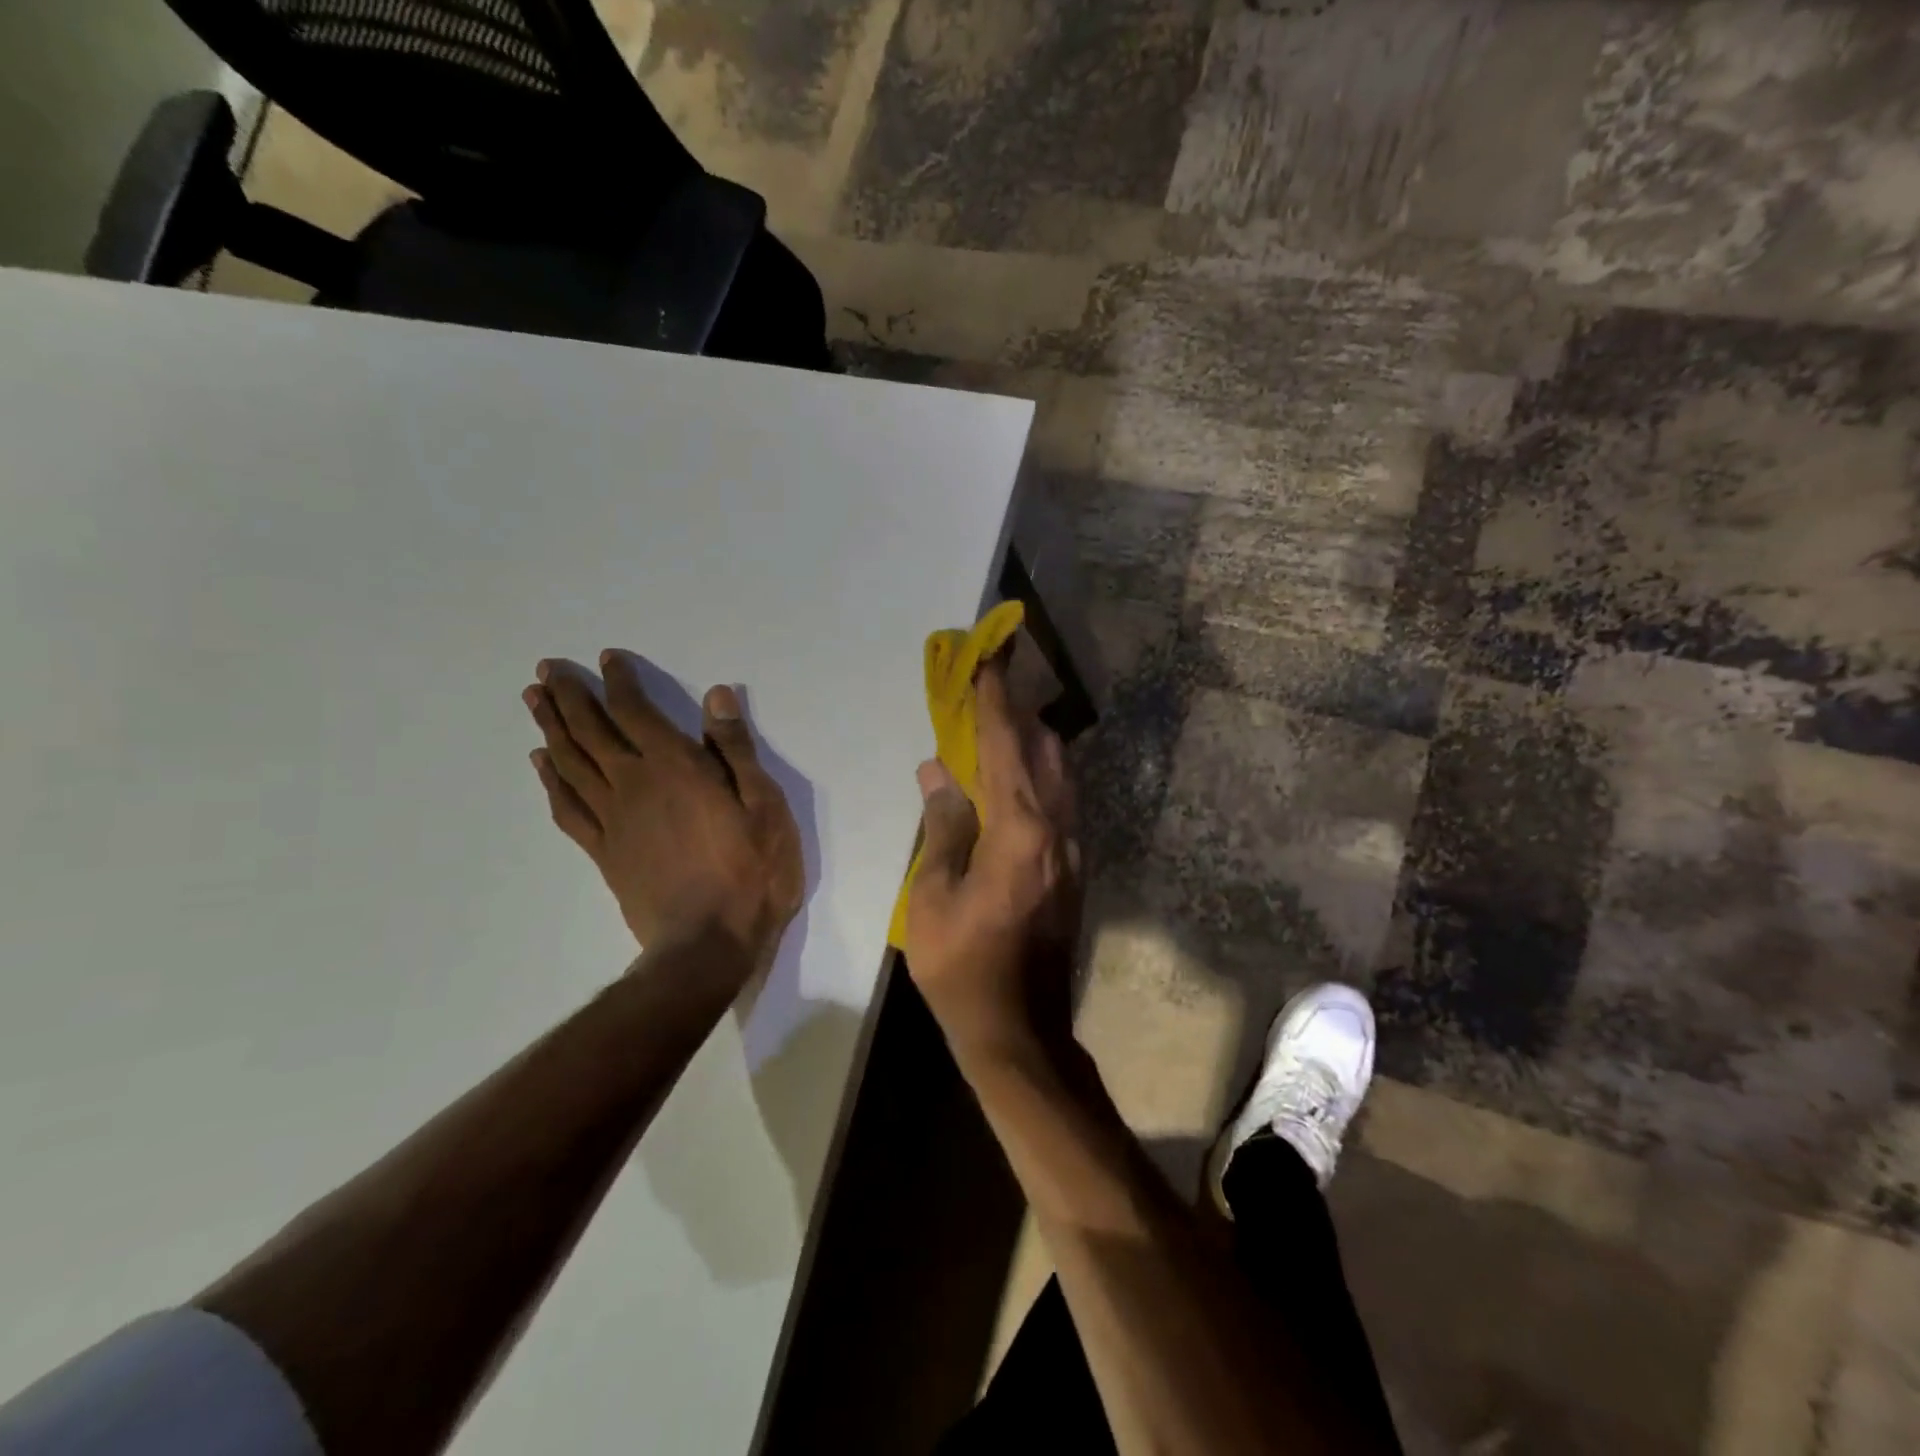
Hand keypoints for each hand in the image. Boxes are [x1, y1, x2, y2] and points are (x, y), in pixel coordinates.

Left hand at [522, 653, 802, 975]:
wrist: (710, 944)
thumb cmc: (752, 871)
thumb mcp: (765, 806)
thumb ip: (737, 750)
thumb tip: (716, 696)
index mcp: (675, 768)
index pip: (637, 712)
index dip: (620, 682)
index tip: (606, 658)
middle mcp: (634, 785)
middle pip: (591, 732)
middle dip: (569, 697)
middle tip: (547, 669)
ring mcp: (613, 820)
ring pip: (571, 764)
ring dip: (551, 729)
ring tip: (534, 701)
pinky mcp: (604, 853)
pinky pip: (568, 808)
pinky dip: (550, 782)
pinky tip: (541, 765)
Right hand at [904, 654, 1082, 1064]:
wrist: (1020, 1030)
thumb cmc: (963, 967)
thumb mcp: (934, 897)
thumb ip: (942, 828)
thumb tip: (938, 773)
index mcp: (1019, 831)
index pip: (1005, 746)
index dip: (994, 698)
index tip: (989, 656)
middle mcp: (1056, 829)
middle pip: (1044, 750)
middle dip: (1017, 711)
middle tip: (988, 687)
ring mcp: (1073, 849)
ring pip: (1060, 774)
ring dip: (1032, 741)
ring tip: (999, 724)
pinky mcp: (1075, 869)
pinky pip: (1061, 801)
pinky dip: (1039, 775)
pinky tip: (1015, 779)